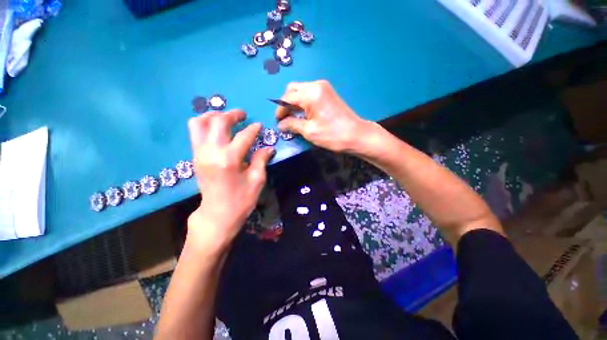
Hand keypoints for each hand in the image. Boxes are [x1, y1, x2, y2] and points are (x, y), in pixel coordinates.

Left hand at [187, 110, 273, 252]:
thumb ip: (261, 160)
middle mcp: (211, 152)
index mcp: (229, 159)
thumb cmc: (240, 200)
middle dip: (232, 115)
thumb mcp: (257, 181)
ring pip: (200, 123)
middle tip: (243, 115)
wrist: (217, 215)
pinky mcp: (195, 156)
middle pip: (218, 121)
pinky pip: (195, 132)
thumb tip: (268, 147)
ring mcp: (200, 153)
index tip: (260, 126)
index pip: (244, 136)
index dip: (254, 129)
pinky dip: (205, 124)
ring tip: (225, 116)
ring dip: (213, 115)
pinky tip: (216, 128)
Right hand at [275, 80, 371, 152]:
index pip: (287, 98)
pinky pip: (309, 93)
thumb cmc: (332, 135)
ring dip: (294, 102)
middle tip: (285, 118)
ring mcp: (324, 87)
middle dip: (286, 103)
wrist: (357, 135)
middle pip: (292, 90)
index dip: (280, 110)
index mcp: (311, 93)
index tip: (278, 122)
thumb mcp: (309, 131)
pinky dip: (303, 102)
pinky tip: (304, 113)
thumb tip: (281, 125)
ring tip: (293, 117)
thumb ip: (292, 125)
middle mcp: (316, 85)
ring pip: (301, 90)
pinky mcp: (328, 93)